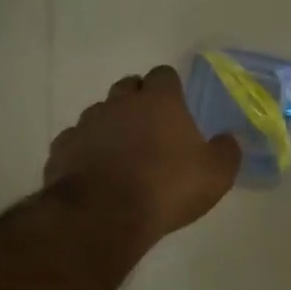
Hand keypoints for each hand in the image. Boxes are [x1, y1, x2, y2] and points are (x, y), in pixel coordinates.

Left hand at [45, 66, 241, 246]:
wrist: (104, 215)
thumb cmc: (167, 188)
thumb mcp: (216, 175)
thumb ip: (226, 152)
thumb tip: (228, 139)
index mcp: (159, 102)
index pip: (164, 75)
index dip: (171, 88)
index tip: (177, 106)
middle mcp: (120, 103)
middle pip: (128, 87)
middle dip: (138, 100)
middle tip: (151, 128)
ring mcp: (87, 124)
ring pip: (99, 113)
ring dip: (110, 126)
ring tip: (121, 154)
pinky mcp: (63, 149)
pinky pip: (75, 141)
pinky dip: (85, 151)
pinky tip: (93, 172)